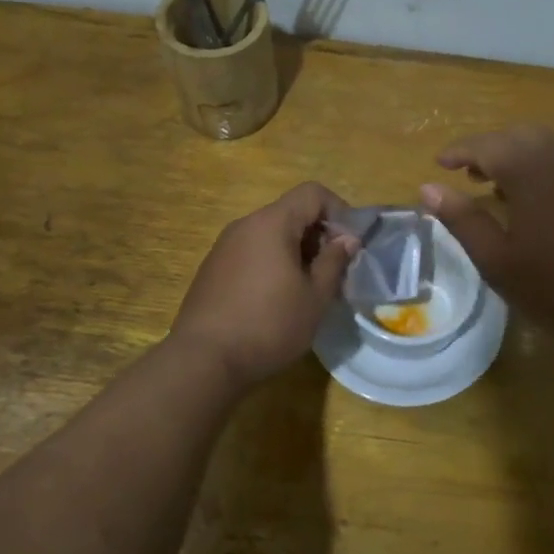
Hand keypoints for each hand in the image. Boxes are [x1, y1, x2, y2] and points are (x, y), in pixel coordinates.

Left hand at [171, 182, 359, 387]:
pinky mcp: (213, 269)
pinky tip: (277, 300)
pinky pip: (252, 252)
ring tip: (308, 289)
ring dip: (296, 251)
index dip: (339, 211)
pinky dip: (273, 263)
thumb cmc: (268, 325)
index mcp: (272, 223)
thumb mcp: (315, 297)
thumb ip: (334, 261)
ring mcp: (224, 246)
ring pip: (271, 234)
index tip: (350, 245)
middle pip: (291, 212)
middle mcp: (245, 225)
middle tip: (333, 272)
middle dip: (319, 235)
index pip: (312, 193)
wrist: (203, 360)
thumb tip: (347, 239)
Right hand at [420, 126, 553, 340]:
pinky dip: (546, 166)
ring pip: (548, 144)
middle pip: (518, 135)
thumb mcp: (496, 259)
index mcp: (529, 168)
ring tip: (501, 185)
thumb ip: (462, 219)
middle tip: (469, 173)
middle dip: (490, 148)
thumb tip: (428, 188)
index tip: (440, 162)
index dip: (459, 151)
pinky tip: (542, 199)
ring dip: (519, 155)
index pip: (485, 145)